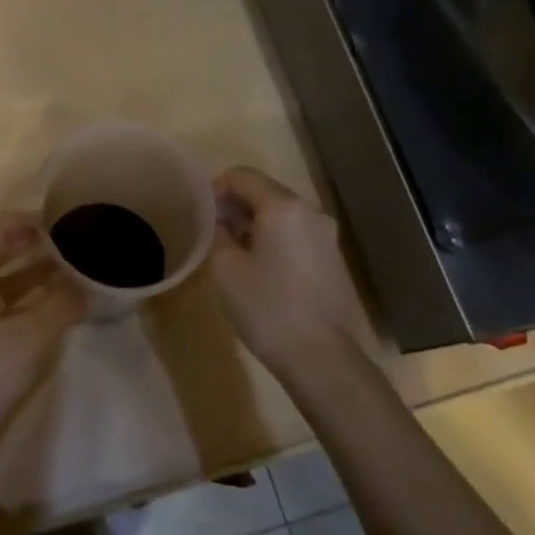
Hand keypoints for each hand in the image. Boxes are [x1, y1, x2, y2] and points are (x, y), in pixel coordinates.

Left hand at [0, 213, 84, 446]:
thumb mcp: (31, 338)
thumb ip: (61, 305)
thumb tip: (84, 286)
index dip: (28, 222)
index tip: (60, 221)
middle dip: (27, 243)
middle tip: (64, 243)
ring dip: (23, 269)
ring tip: (61, 270)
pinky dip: (14, 293)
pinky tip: (40, 306)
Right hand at [211, 166, 378, 374]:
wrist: (322, 358)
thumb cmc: (267, 308)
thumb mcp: (226, 268)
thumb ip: (219, 231)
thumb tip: (221, 219)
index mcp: (282, 207)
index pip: (242, 176)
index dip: (216, 187)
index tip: (201, 211)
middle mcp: (309, 211)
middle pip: (265, 190)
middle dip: (236, 203)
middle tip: (213, 229)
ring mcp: (326, 234)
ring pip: (282, 211)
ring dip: (255, 221)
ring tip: (234, 249)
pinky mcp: (333, 256)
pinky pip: (296, 231)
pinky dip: (274, 235)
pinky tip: (261, 265)